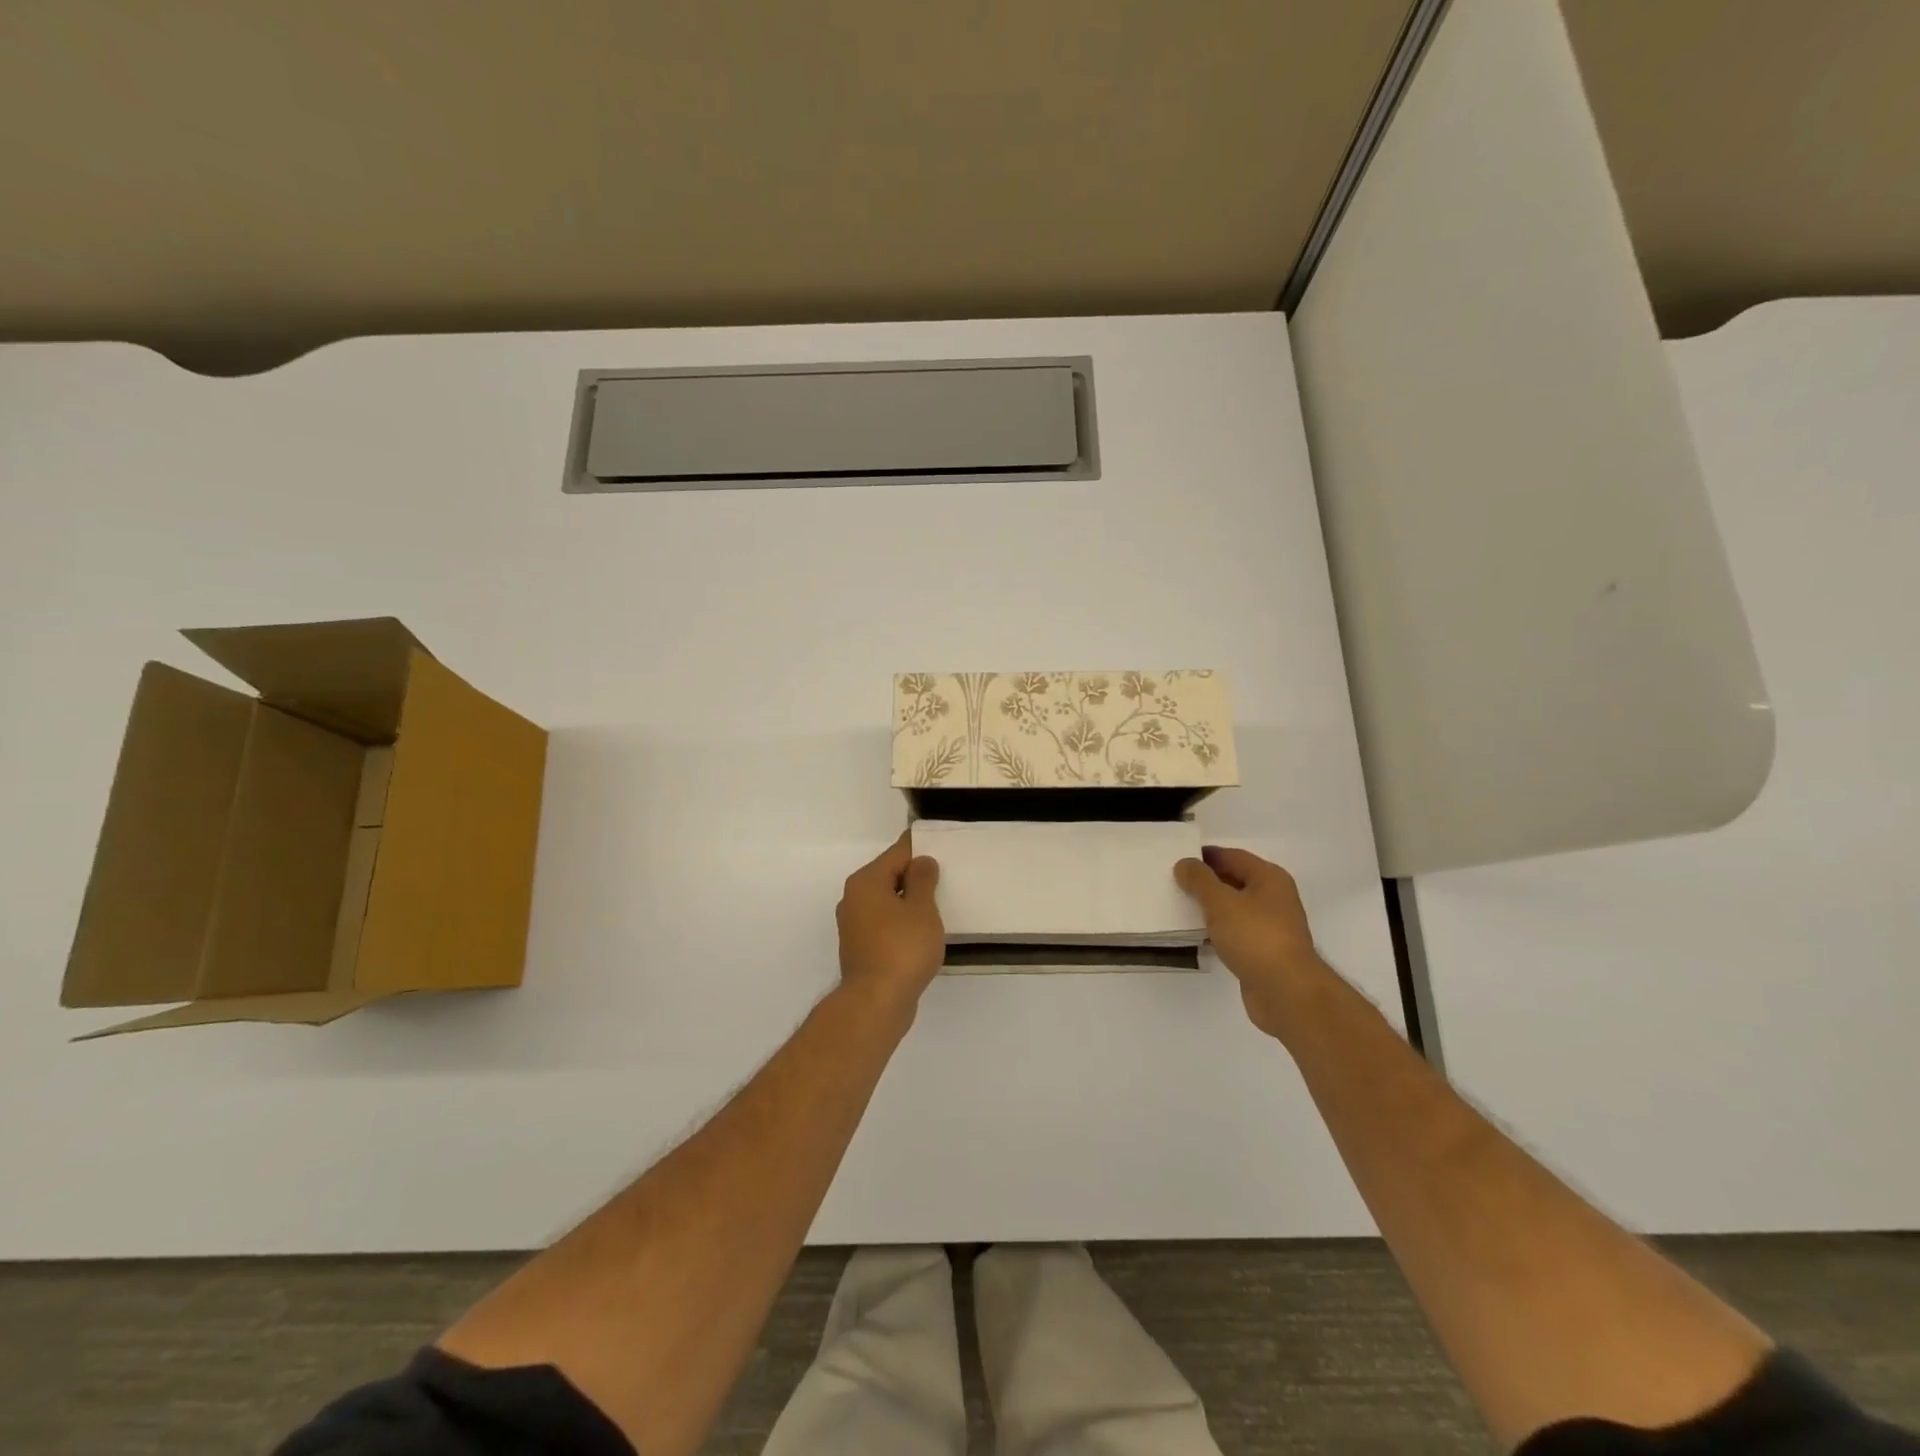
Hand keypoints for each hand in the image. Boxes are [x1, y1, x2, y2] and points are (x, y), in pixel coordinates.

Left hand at [836, 833, 944, 1017]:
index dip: (920, 849)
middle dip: (915, 876)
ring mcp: (854, 926)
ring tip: (938, 907)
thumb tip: (921, 862)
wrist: (876, 1002)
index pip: (896, 853)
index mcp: (866, 882)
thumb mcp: (921, 909)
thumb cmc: (902, 949)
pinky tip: (921, 934)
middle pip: (889, 876)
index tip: (942, 848)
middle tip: (946, 879)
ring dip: (909, 903)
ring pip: (887, 902)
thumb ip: (923, 880)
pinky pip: (884, 924)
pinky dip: (901, 924)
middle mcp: (854, 898)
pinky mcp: (860, 948)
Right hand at [1175, 846, 1326, 1040]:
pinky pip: (1234, 932)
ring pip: (1233, 908)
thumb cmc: (1255, 937)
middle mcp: (1273, 898)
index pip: (1232, 856)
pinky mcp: (1263, 952)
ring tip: (1178, 906)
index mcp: (1269, 878)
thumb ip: (1199, 880)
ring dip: (1209, 907)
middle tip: (1172, 882)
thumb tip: (1185, 863)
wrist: (1287, 993)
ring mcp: (1270, 926)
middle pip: (1234, 880)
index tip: (1177, 858)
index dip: (1204, 855)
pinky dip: (1216, 930)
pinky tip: (1195, 935)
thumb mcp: (1220, 902)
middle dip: (1204, 881)